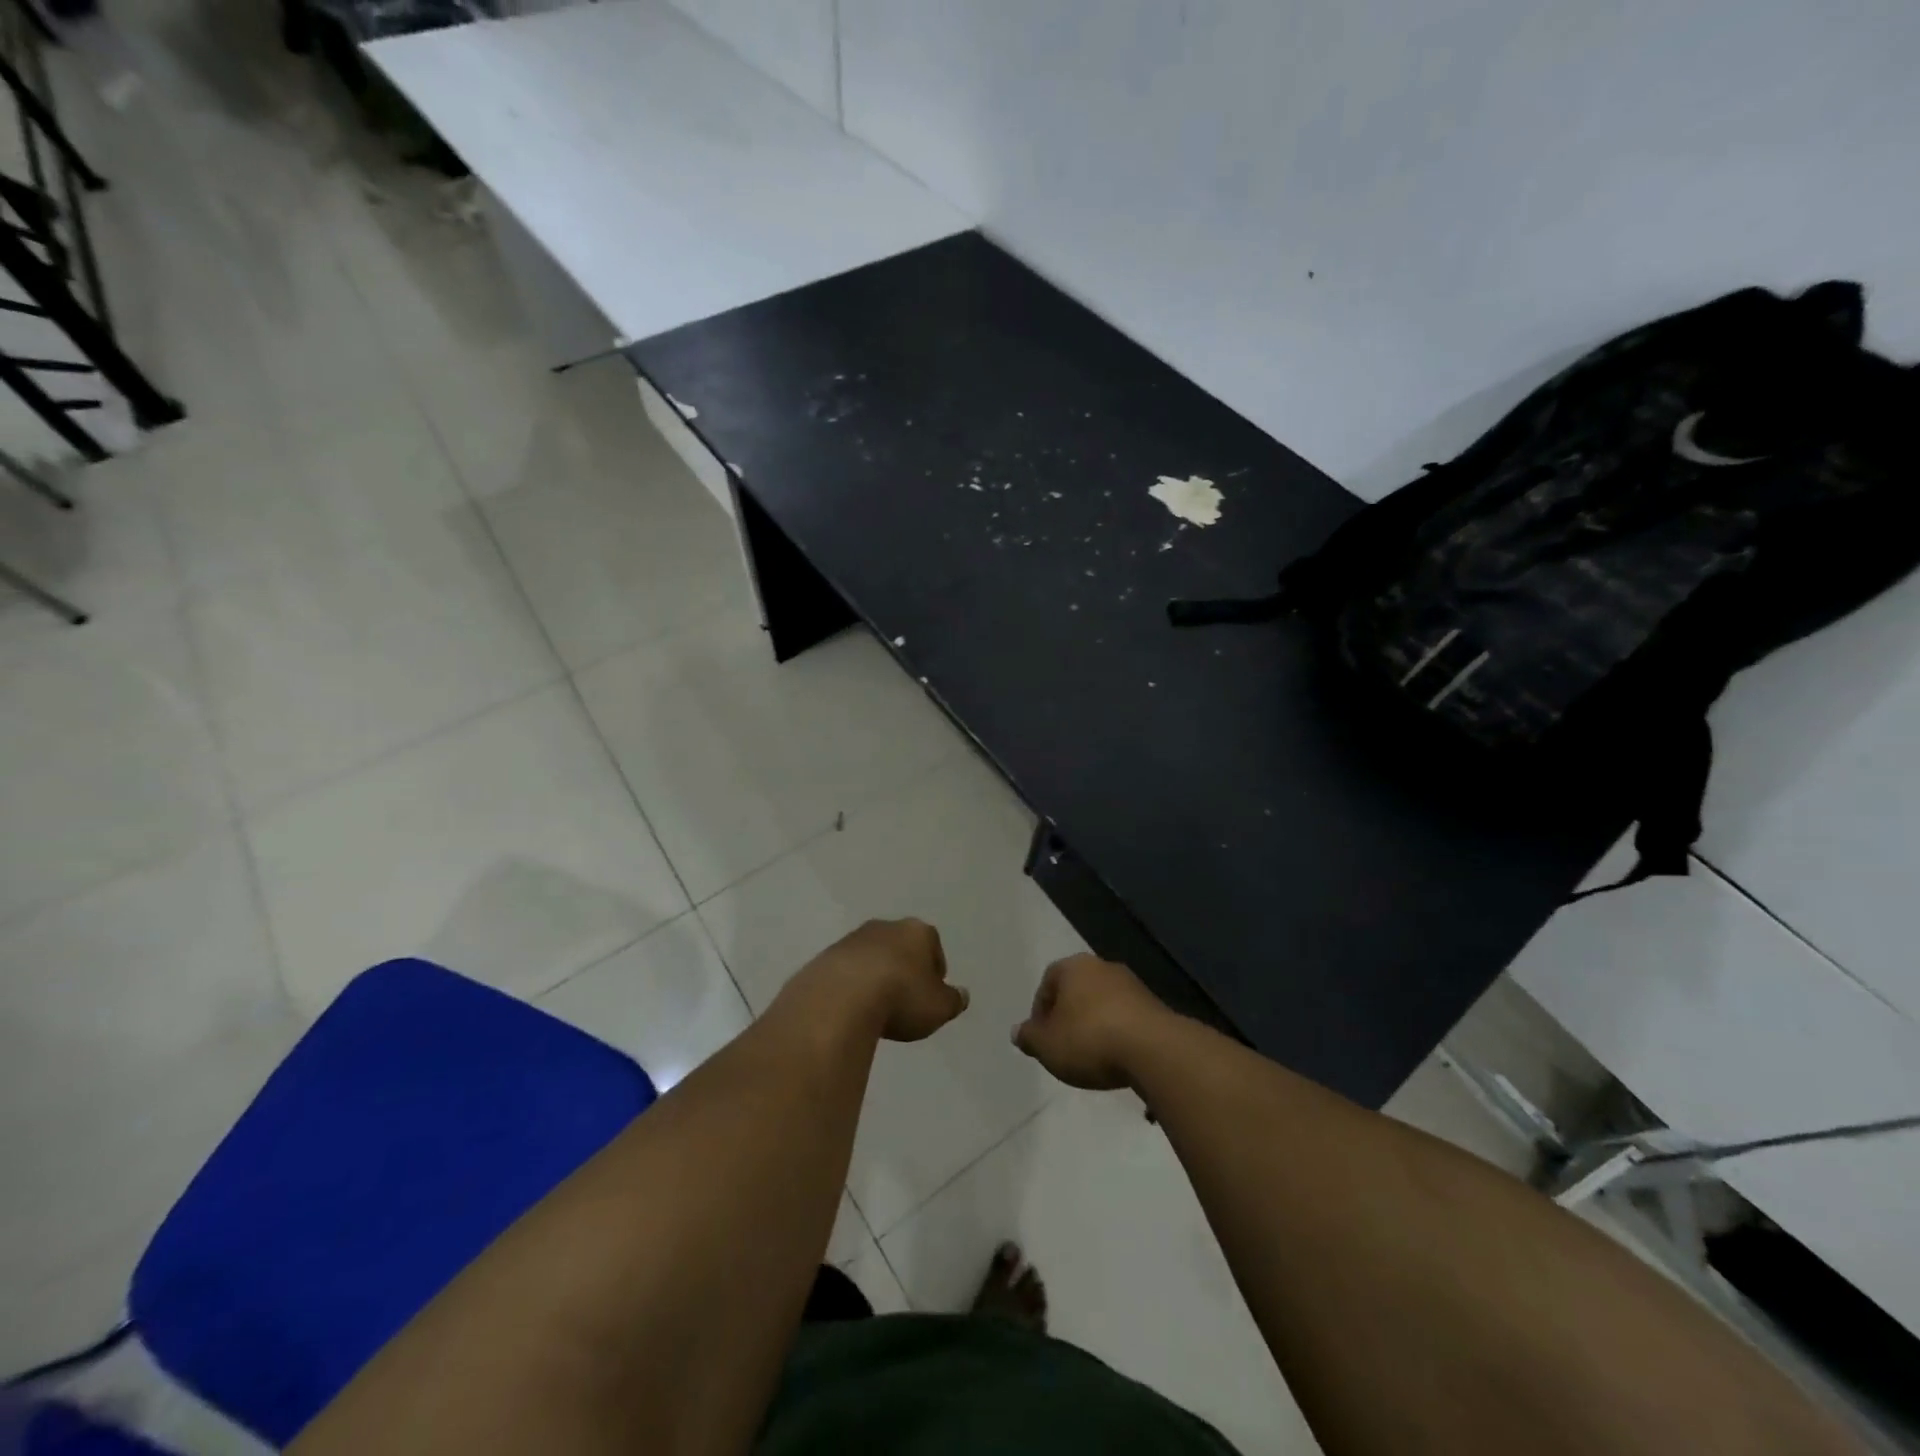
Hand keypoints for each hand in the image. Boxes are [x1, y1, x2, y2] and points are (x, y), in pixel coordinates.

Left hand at [797, 918, 968, 1042]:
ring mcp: (853, 939)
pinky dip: (852, 986)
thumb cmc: (900, 997)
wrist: (840, 998)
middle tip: (905, 1001)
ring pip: (872, 956)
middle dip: (904, 969)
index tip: (930, 995)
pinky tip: (852, 1009)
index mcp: (917, 931)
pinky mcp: (826, 956)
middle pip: (901, 947)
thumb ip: (953, 1000)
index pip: (933, 946)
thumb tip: (962, 994)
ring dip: (876, 976)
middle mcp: (885, 927)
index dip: (935, 971)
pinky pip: (847, 971)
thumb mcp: (938, 1008)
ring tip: (876, 1008)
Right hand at [1013, 954, 1168, 1089]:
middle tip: (1064, 1046)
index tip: (1042, 1038)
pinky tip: (1118, 1059)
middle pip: (1077, 990)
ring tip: (1092, 1057)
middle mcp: (1103, 966)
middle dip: (1069, 1016)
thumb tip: (1017, 1031)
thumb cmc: (1089, 1040)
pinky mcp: (1155, 1005)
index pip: (1048, 981)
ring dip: (1095, 1025)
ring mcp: (1132, 984)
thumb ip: (1029, 1037)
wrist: (1154, 1049)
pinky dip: (1118, 1034)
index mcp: (1073, 966)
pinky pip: (1126, 1018)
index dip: (1040, 1011)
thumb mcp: (1047, 1045)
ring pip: (1103, 1003)